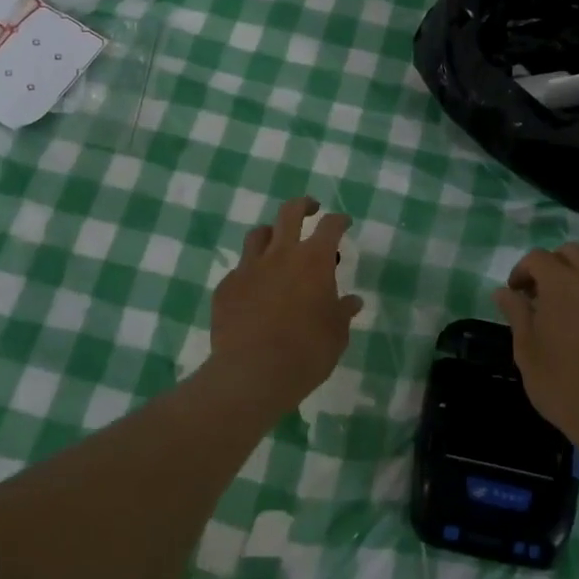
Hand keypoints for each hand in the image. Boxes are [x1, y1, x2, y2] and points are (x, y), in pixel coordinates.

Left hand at [207, 197, 362, 413]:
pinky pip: (240, 269)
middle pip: (290, 212)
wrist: (252, 373)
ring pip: (258, 234)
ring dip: (271, 234)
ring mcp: (249, 268)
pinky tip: (254, 289)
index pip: (330, 226)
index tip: (343, 222)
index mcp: (313, 261)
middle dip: (303, 205)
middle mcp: (281, 254)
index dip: (339, 220)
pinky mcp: (226, 287)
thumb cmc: (306, 352)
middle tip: (310, 209)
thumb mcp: (336, 334)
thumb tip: (352, 301)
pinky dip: (250, 272)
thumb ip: (343, 312)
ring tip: (277, 245)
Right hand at [493, 243, 578, 451]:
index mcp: (561, 283)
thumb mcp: (527, 351)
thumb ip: (516, 314)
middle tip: (545, 295)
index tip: (517, 293)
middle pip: (573, 254)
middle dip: (555, 266)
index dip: (523, 270)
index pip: (538, 258)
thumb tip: (503, 291)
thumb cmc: (564, 384)